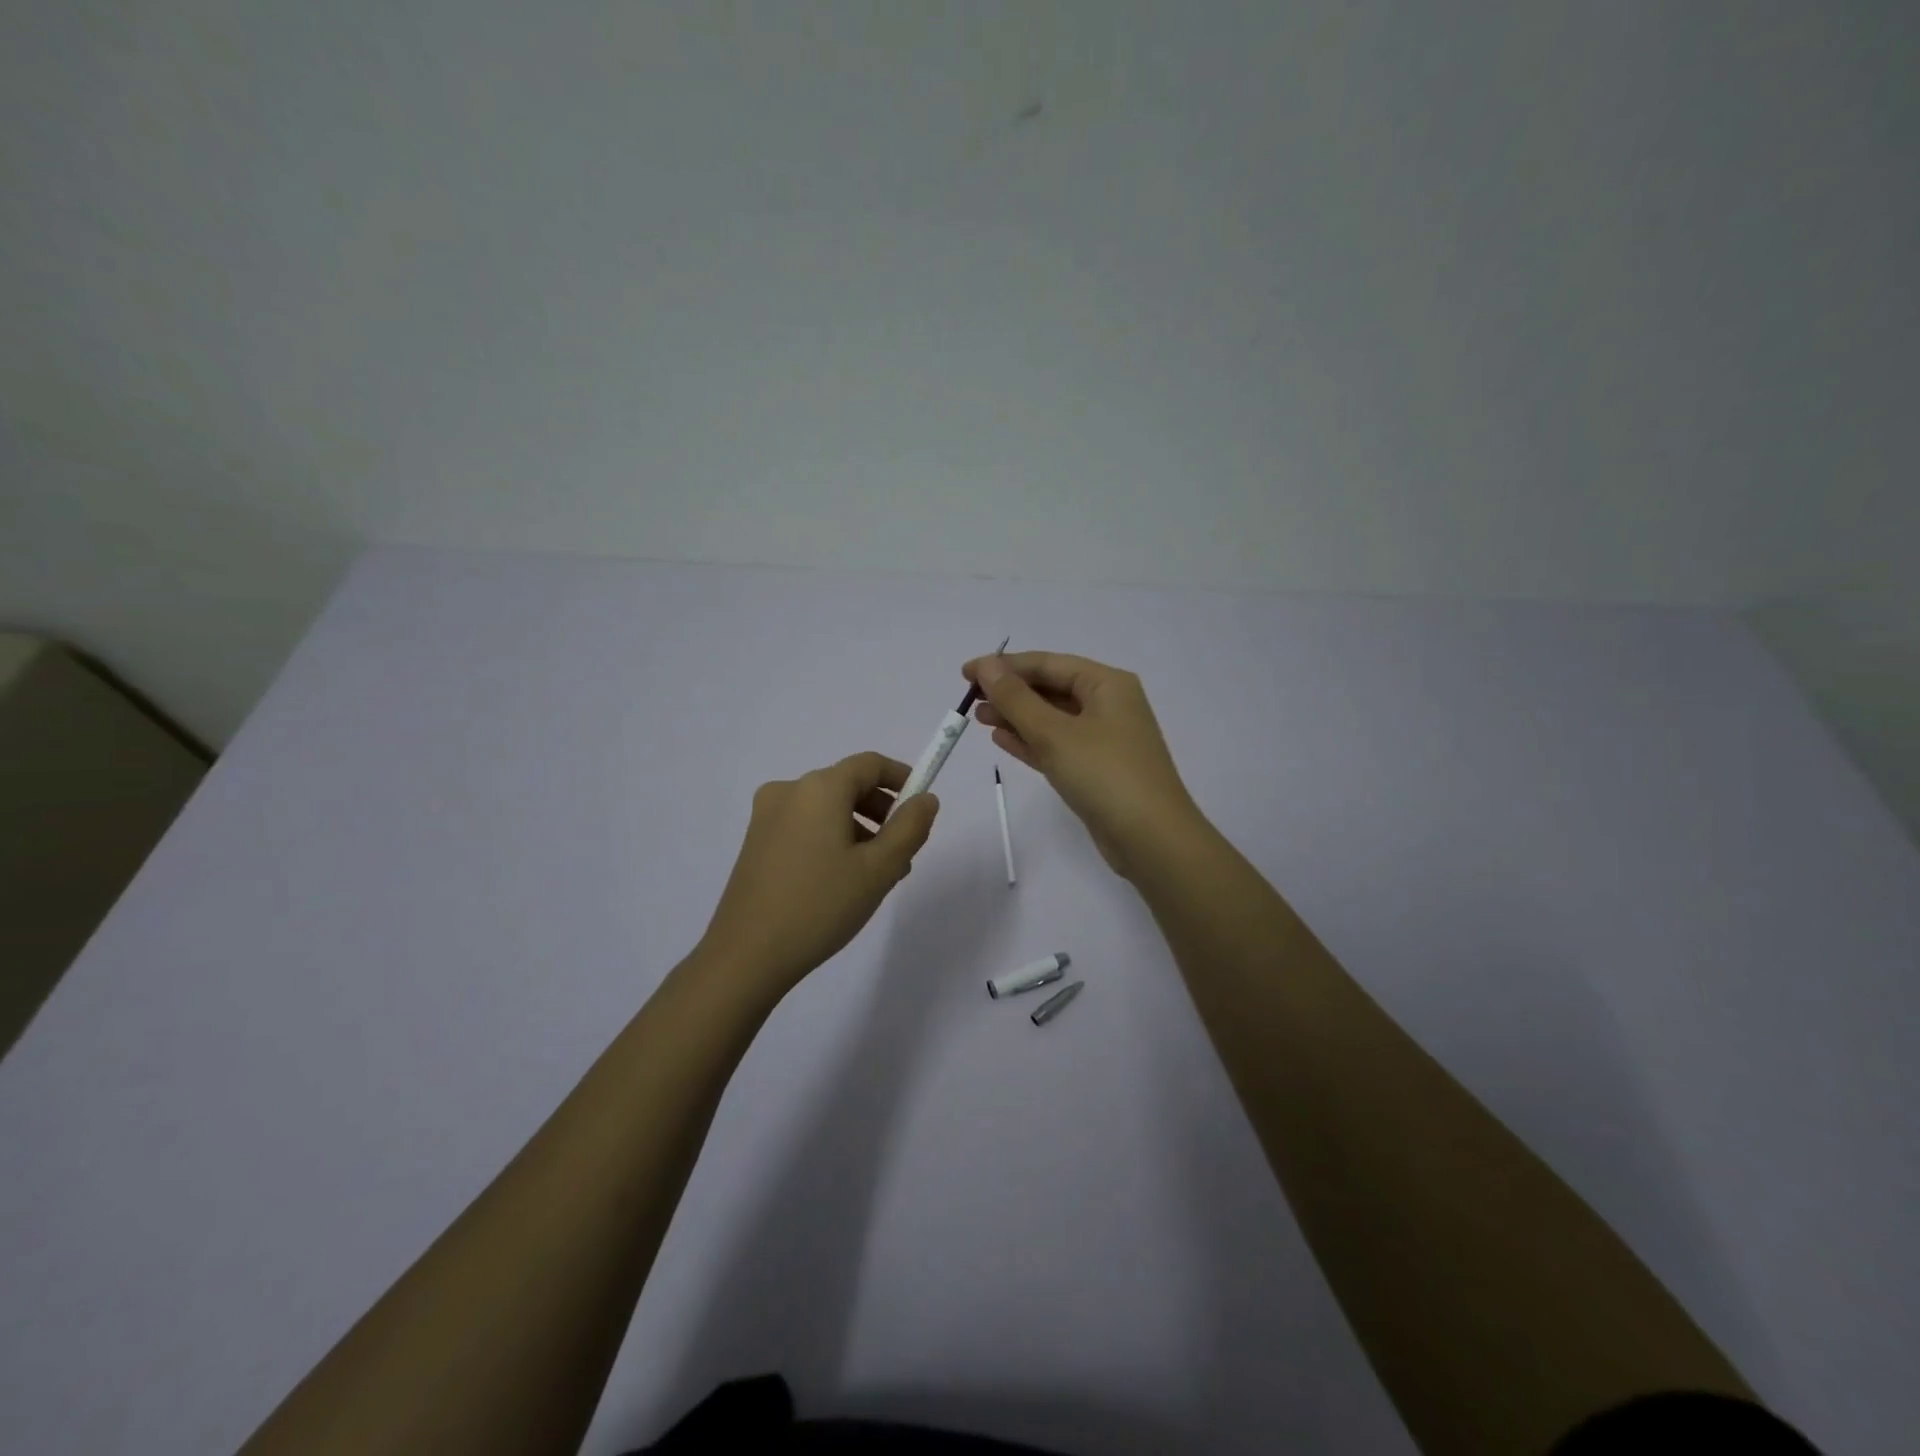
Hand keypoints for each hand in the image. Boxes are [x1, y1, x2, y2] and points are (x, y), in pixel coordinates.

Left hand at [698, 752, 939, 994]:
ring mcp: (766, 816)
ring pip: (827, 809)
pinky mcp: (755, 841)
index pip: (870, 764)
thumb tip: (925, 799)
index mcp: (819, 788)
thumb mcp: (879, 869)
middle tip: (902, 851)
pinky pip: (805, 825)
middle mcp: (789, 791)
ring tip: (875, 875)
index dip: (902, 778)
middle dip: (881, 811)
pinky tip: (840, 880)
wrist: (746, 956)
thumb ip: (910, 828)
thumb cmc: (820, 906)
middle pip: (847, 785)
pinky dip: (831, 839)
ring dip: (858, 828)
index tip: (922, 806)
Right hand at [964, 652, 1201, 877]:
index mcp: (1107, 684)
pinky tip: (1002, 740)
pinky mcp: (1096, 769)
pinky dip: (1031, 741)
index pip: (1048, 663)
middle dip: (1010, 692)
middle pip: (1051, 688)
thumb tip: (987, 667)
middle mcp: (1108, 705)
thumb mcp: (1054, 733)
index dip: (1004, 666)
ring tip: (979, 717)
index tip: (966, 673)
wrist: (1151, 839)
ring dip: (1016, 716)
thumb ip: (1016, 699)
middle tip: (970, 699)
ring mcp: (1104, 738)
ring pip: (1052, 718)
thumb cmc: (1104, 774)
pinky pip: (1058, 745)